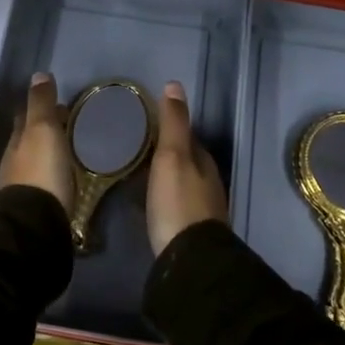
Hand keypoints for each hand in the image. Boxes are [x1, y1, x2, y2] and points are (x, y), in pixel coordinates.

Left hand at [0, 73, 73, 212]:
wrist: (34, 224)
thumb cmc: (41, 171)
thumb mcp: (43, 130)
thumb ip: (41, 104)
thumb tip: (38, 75)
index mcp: (17, 141)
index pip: (26, 117)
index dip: (41, 109)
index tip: (62, 107)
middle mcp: (15, 162)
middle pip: (28, 141)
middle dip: (45, 132)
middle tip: (69, 128)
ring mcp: (21, 187)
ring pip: (35, 162)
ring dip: (48, 155)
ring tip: (70, 153)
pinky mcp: (34, 208)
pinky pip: (44, 183)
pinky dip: (52, 176)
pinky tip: (64, 180)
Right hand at [147, 80, 227, 255]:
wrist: (190, 260)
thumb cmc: (178, 202)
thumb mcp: (172, 156)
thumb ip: (173, 123)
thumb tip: (175, 84)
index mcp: (203, 161)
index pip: (188, 137)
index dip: (170, 129)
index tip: (147, 126)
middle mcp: (208, 183)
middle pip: (186, 161)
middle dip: (166, 154)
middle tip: (137, 149)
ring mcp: (202, 209)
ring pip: (181, 183)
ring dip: (164, 177)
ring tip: (138, 174)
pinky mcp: (191, 232)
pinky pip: (175, 205)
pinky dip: (163, 199)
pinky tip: (148, 204)